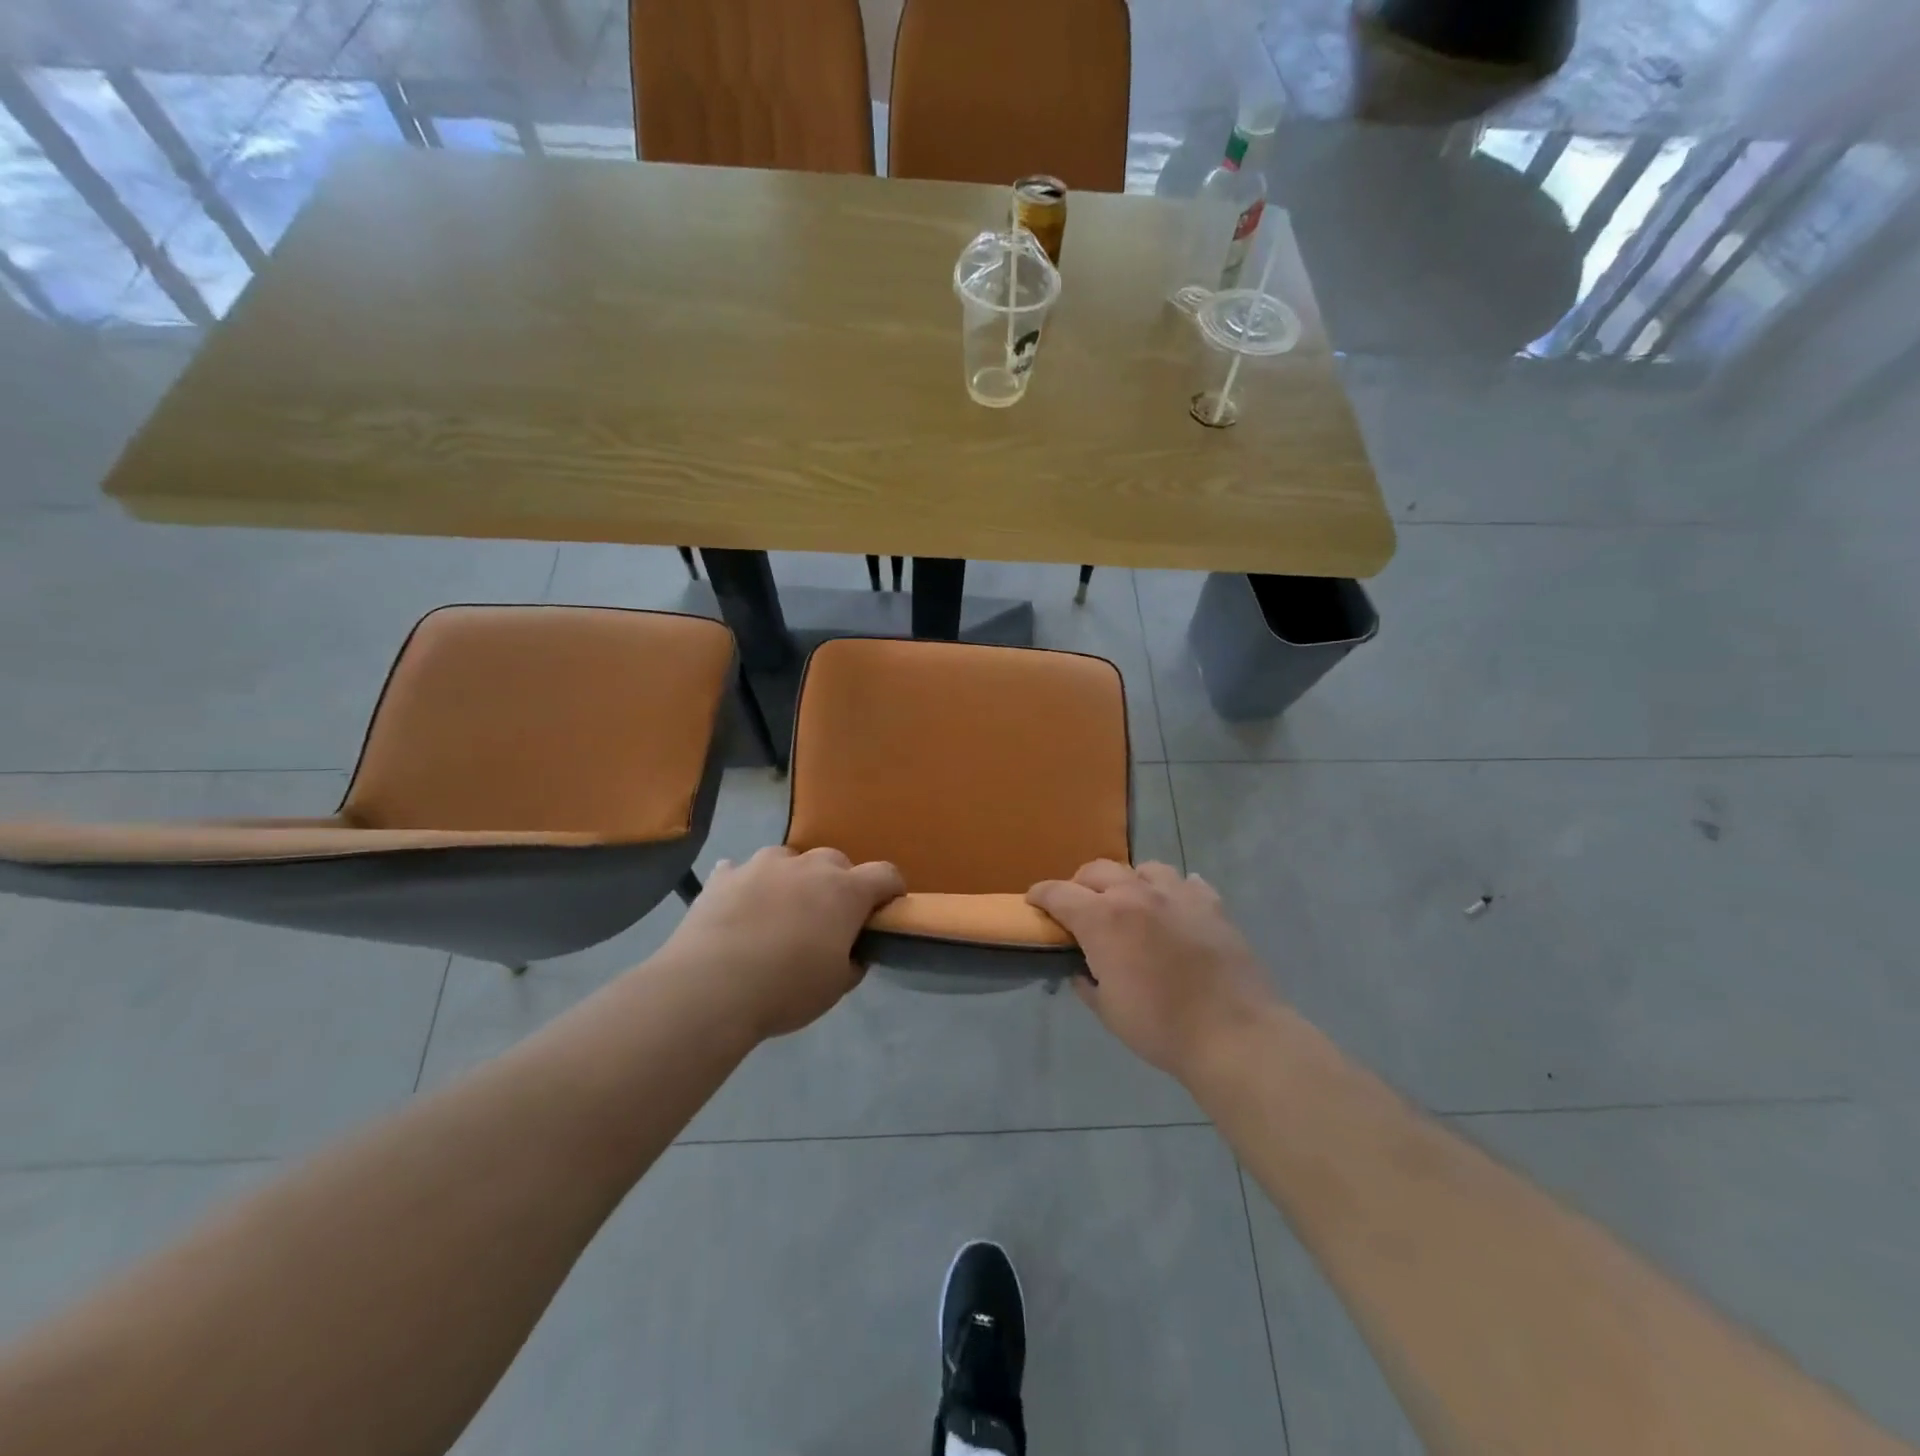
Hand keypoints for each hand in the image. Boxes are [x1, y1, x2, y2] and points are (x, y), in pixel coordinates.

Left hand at [660, 846, 904, 1042]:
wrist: (710, 987)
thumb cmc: (786, 988)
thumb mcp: (836, 986)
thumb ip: (853, 960)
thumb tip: (853, 950)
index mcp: (845, 891)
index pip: (885, 874)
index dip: (891, 890)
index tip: (886, 909)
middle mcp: (808, 866)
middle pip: (836, 861)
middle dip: (839, 883)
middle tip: (828, 918)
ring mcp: (762, 865)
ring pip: (788, 859)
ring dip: (792, 878)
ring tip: (779, 911)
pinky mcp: (724, 876)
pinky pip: (740, 871)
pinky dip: (746, 885)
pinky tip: (738, 906)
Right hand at [1027, 860, 1276, 1080]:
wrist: (1233, 1033)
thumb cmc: (1160, 1027)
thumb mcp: (1108, 1011)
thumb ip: (1087, 982)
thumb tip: (1082, 970)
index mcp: (1103, 918)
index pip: (1059, 892)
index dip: (1041, 894)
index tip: (1033, 900)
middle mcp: (1136, 894)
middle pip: (1098, 870)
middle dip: (1080, 883)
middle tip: (1080, 906)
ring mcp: (1177, 894)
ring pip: (1144, 868)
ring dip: (1129, 882)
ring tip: (1131, 903)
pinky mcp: (1211, 904)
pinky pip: (1187, 883)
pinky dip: (1174, 891)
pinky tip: (1176, 909)